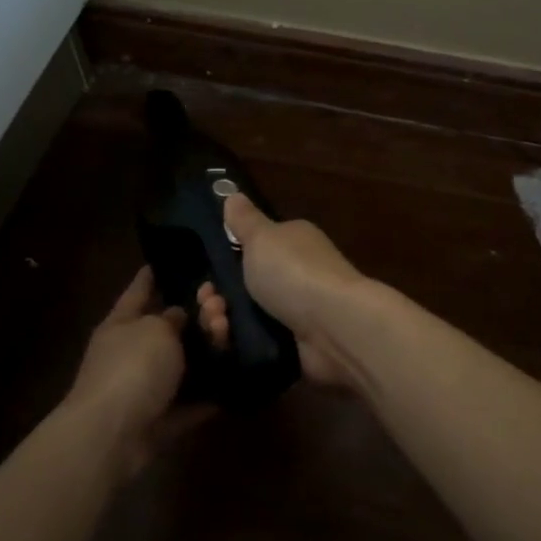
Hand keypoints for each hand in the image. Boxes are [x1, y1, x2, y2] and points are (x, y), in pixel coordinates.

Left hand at [68, 267, 213, 477]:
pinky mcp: (163, 417)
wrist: (113, 436)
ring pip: (186, 361)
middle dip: (199, 312)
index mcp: (123, 322)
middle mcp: (134, 351)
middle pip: (171, 326)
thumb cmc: (132, 368)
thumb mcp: (156, 329)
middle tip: (223, 302)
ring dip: (210, 348)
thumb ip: (174, 317)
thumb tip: (180, 316)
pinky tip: (240, 372)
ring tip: (230, 333)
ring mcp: (148, 386)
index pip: (141, 288)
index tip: (177, 258)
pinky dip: (213, 390)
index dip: (156, 273)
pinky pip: (194, 399)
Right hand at [198, 194, 365, 388]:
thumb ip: (245, 220)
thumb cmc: (295, 272)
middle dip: (216, 298)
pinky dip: (236, 344)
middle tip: (210, 305)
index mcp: (291, 244)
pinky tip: (226, 343)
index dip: (223, 264)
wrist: (334, 327)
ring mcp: (294, 313)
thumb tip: (233, 194)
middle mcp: (295, 276)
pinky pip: (254, 344)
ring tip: (219, 327)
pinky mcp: (293, 346)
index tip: (206, 277)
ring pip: (244, 318)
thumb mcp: (263, 237)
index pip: (251, 250)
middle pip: (242, 288)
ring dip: (221, 323)